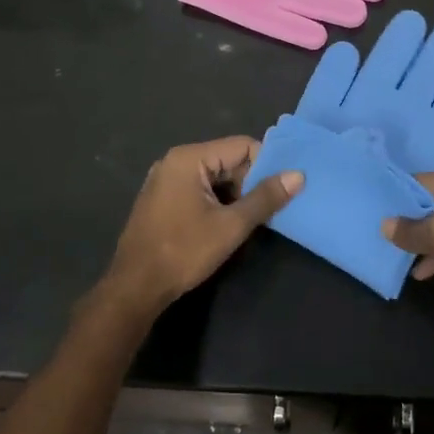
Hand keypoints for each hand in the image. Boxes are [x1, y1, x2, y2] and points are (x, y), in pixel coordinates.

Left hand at [99, 136, 303, 316]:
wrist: (136, 287)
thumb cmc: (184, 251)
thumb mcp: (231, 225)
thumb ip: (265, 198)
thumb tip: (298, 175)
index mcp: (189, 158)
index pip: (242, 146)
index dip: (266, 165)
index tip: (283, 189)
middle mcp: (175, 161)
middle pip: (227, 159)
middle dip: (250, 182)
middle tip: (270, 209)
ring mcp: (165, 180)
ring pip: (214, 177)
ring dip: (235, 195)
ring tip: (252, 220)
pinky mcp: (161, 199)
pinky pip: (198, 189)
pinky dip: (217, 201)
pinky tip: (227, 224)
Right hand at [382, 171, 433, 326]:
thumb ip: (413, 229)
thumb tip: (385, 223)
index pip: (414, 180)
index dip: (390, 193)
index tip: (365, 208)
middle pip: (427, 202)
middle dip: (403, 218)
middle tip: (373, 234)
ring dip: (420, 240)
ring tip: (392, 255)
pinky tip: (424, 272)